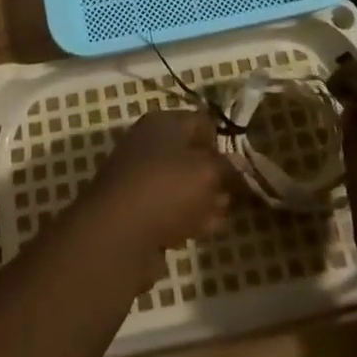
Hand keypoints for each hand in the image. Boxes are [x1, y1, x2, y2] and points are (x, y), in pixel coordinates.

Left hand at [78, 110, 230, 267]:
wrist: (117, 234)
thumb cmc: (166, 188)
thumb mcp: (208, 172)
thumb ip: (228, 168)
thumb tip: (238, 167)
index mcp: (163, 123)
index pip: (202, 122)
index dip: (223, 142)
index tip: (240, 166)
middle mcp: (148, 144)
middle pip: (190, 155)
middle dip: (214, 175)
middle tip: (233, 195)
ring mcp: (139, 178)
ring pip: (180, 185)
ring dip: (202, 200)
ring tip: (220, 216)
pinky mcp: (134, 211)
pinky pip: (167, 210)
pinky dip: (184, 219)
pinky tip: (198, 232)